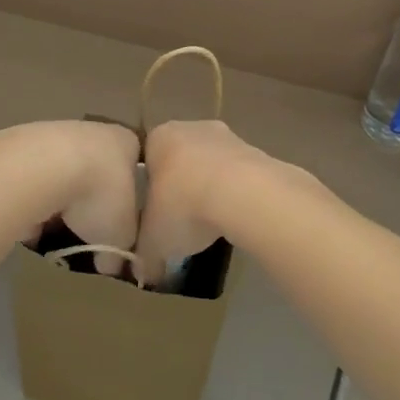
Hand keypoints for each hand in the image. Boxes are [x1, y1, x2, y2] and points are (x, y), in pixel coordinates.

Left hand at [0, 120, 140, 253]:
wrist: (42, 167)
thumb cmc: (98, 194)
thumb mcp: (121, 236)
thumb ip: (120, 252)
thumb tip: (111, 266)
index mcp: (125, 143)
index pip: (132, 168)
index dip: (127, 197)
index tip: (119, 224)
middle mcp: (93, 131)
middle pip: (94, 171)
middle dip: (88, 202)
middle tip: (85, 233)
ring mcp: (55, 136)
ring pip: (61, 175)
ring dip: (58, 203)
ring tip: (53, 233)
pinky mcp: (21, 146)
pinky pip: (32, 182)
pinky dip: (31, 202)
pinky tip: (28, 224)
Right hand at [136, 120, 283, 285]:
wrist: (243, 194)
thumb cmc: (184, 205)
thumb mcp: (153, 239)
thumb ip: (144, 253)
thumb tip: (143, 272)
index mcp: (159, 137)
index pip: (147, 159)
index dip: (149, 188)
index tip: (154, 214)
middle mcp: (191, 127)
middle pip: (180, 159)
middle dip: (181, 186)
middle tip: (182, 219)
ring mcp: (228, 136)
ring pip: (212, 165)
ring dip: (211, 189)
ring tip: (211, 223)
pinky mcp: (256, 151)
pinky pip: (238, 175)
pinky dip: (236, 193)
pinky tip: (235, 218)